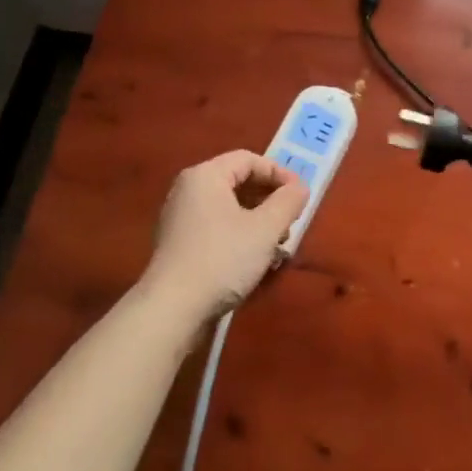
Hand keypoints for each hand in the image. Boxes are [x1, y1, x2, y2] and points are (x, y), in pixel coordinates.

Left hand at [141, 151, 308, 324]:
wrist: (171, 310)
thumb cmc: (222, 259)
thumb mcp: (265, 229)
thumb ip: (288, 202)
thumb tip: (300, 187)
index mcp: (205, 176)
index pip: (249, 159)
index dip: (279, 173)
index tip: (300, 195)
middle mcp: (188, 190)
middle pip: (238, 182)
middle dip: (269, 201)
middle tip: (291, 222)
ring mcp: (180, 218)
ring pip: (229, 208)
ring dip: (258, 222)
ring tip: (277, 247)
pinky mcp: (179, 245)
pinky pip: (216, 228)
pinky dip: (239, 236)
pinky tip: (255, 261)